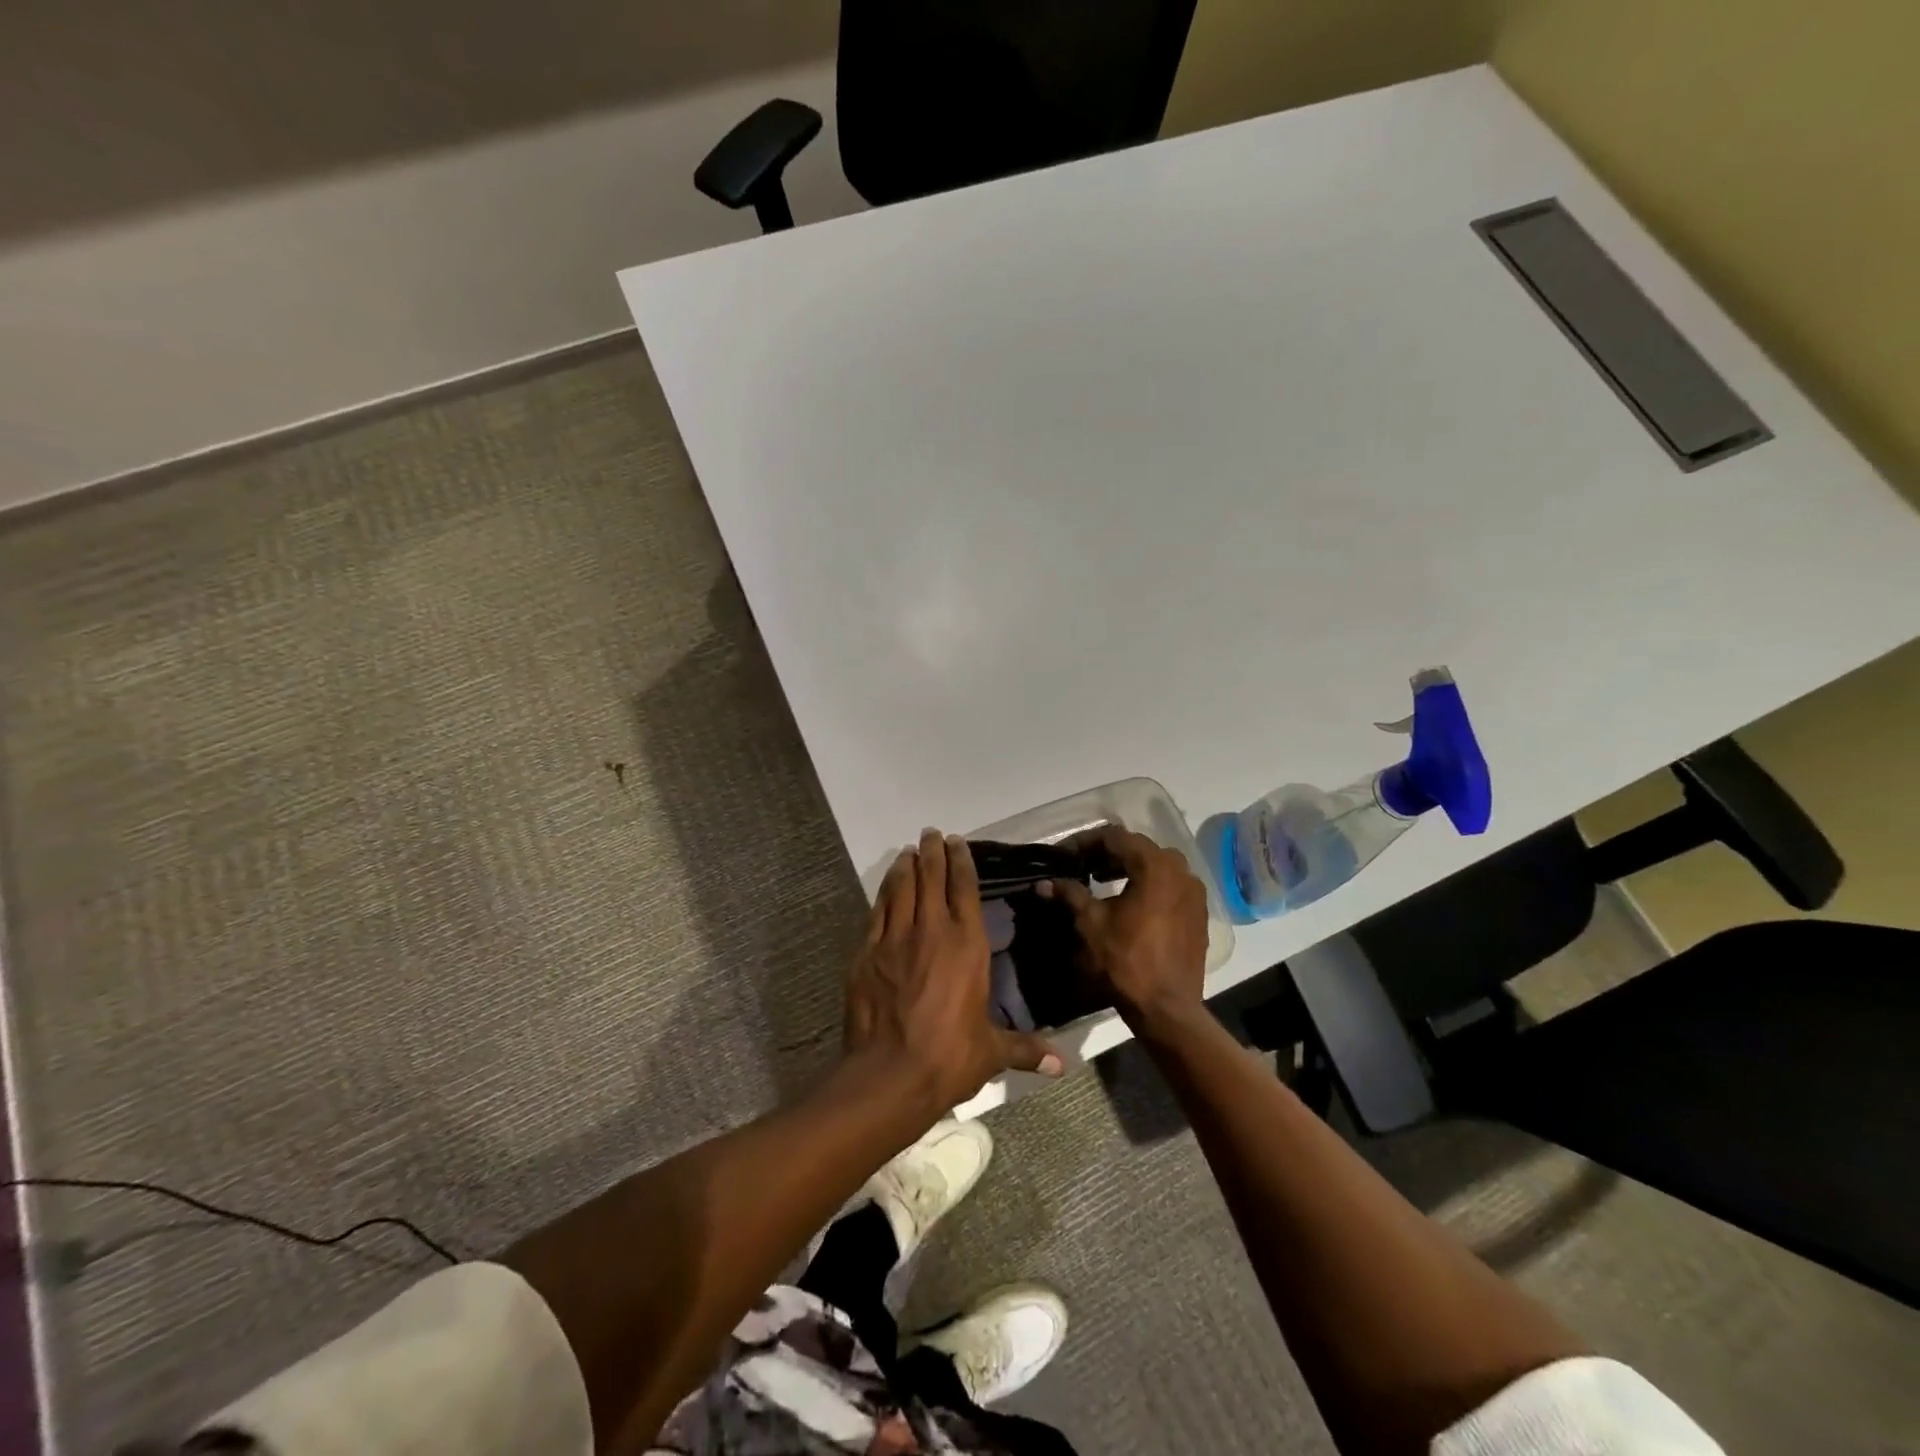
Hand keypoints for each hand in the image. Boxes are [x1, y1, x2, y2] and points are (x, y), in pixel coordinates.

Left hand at [844, 829, 1062, 1113]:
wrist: (889, 1074)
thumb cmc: (949, 1057)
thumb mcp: (992, 1052)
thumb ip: (1025, 1049)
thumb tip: (1061, 1066)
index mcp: (967, 945)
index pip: (964, 889)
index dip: (961, 862)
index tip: (957, 842)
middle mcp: (932, 930)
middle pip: (931, 879)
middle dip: (932, 852)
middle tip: (931, 834)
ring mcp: (896, 938)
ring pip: (902, 889)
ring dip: (907, 866)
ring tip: (909, 851)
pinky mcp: (867, 952)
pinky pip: (878, 911)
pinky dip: (884, 892)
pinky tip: (887, 884)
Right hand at [1040, 826, 1208, 1032]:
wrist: (1167, 1008)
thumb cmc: (1126, 961)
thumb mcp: (1090, 924)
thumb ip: (1069, 894)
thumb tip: (1044, 883)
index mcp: (1154, 866)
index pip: (1116, 837)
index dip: (1086, 842)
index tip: (1066, 855)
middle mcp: (1180, 870)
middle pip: (1139, 848)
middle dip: (1108, 854)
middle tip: (1082, 867)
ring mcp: (1194, 892)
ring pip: (1157, 866)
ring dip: (1129, 868)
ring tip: (1103, 882)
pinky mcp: (1199, 913)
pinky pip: (1171, 886)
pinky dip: (1149, 886)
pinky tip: (1130, 903)